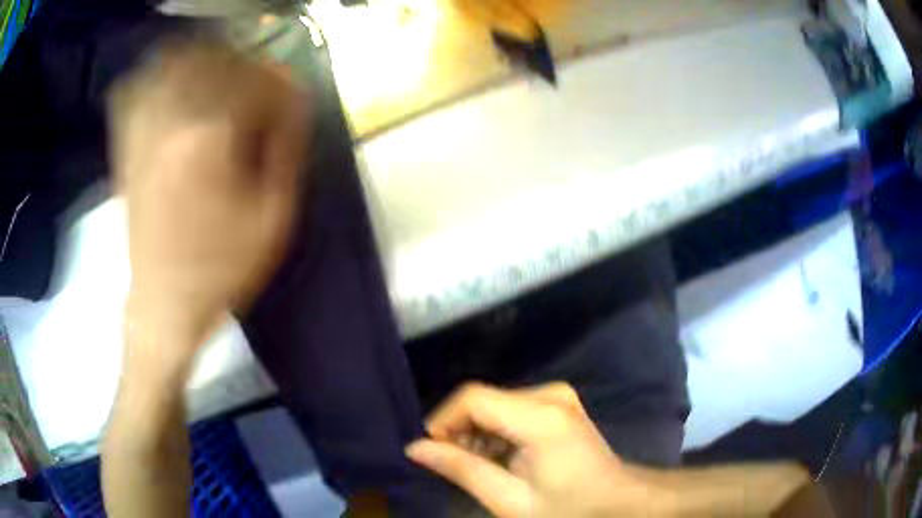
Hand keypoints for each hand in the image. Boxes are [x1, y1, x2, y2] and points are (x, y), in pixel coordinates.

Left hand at [109, 40, 308, 353]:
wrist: (164, 305)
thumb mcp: (273, 219)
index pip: (253, 81)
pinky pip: (133, 92)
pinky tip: (169, 85)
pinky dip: (153, 76)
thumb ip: (287, 150)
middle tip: (257, 80)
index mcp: (210, 139)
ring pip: (170, 65)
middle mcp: (171, 122)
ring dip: (200, 59)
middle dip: (242, 62)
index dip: (279, 82)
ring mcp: (142, 132)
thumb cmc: (221, 269)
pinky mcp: (126, 146)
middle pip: (211, 59)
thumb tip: (295, 100)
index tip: (291, 95)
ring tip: (218, 71)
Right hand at [406, 382, 663, 516]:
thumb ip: (461, 470)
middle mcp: (550, 395)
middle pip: (484, 400)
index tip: (430, 452)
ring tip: (477, 469)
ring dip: (476, 434)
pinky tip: (499, 460)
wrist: (620, 504)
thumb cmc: (568, 510)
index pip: (473, 398)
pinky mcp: (559, 406)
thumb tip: (415, 447)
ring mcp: (558, 397)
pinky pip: (512, 410)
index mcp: (541, 416)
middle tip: (452, 467)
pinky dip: (496, 433)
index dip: (442, 421)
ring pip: (495, 405)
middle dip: (459, 431)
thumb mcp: (509, 500)